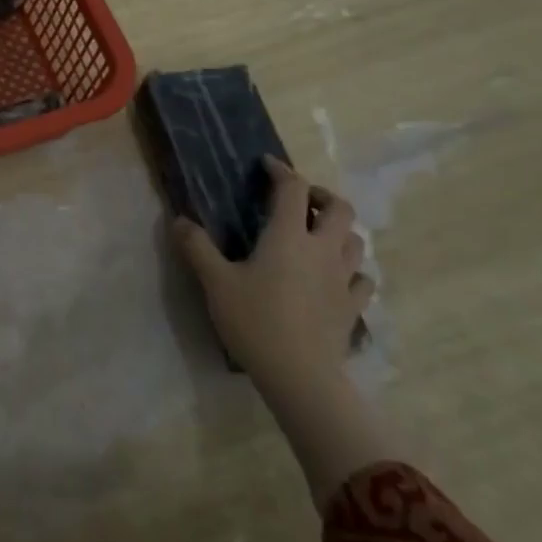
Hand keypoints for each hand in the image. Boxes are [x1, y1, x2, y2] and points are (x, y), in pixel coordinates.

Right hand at [173, 156, 372, 390]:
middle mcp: (322, 249)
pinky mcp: (352, 307)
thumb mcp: (215, 282)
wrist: (300, 375)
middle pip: (339, 208)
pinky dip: (351, 269)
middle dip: (320, 195)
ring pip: (355, 240)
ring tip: (316, 235)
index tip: (266, 165)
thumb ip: (197, 247)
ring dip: (338, 229)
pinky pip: (362, 279)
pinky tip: (336, 277)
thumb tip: (179, 219)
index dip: (280, 171)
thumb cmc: (255, 320)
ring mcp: (343, 279)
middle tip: (299, 201)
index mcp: (288, 236)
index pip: (292, 189)